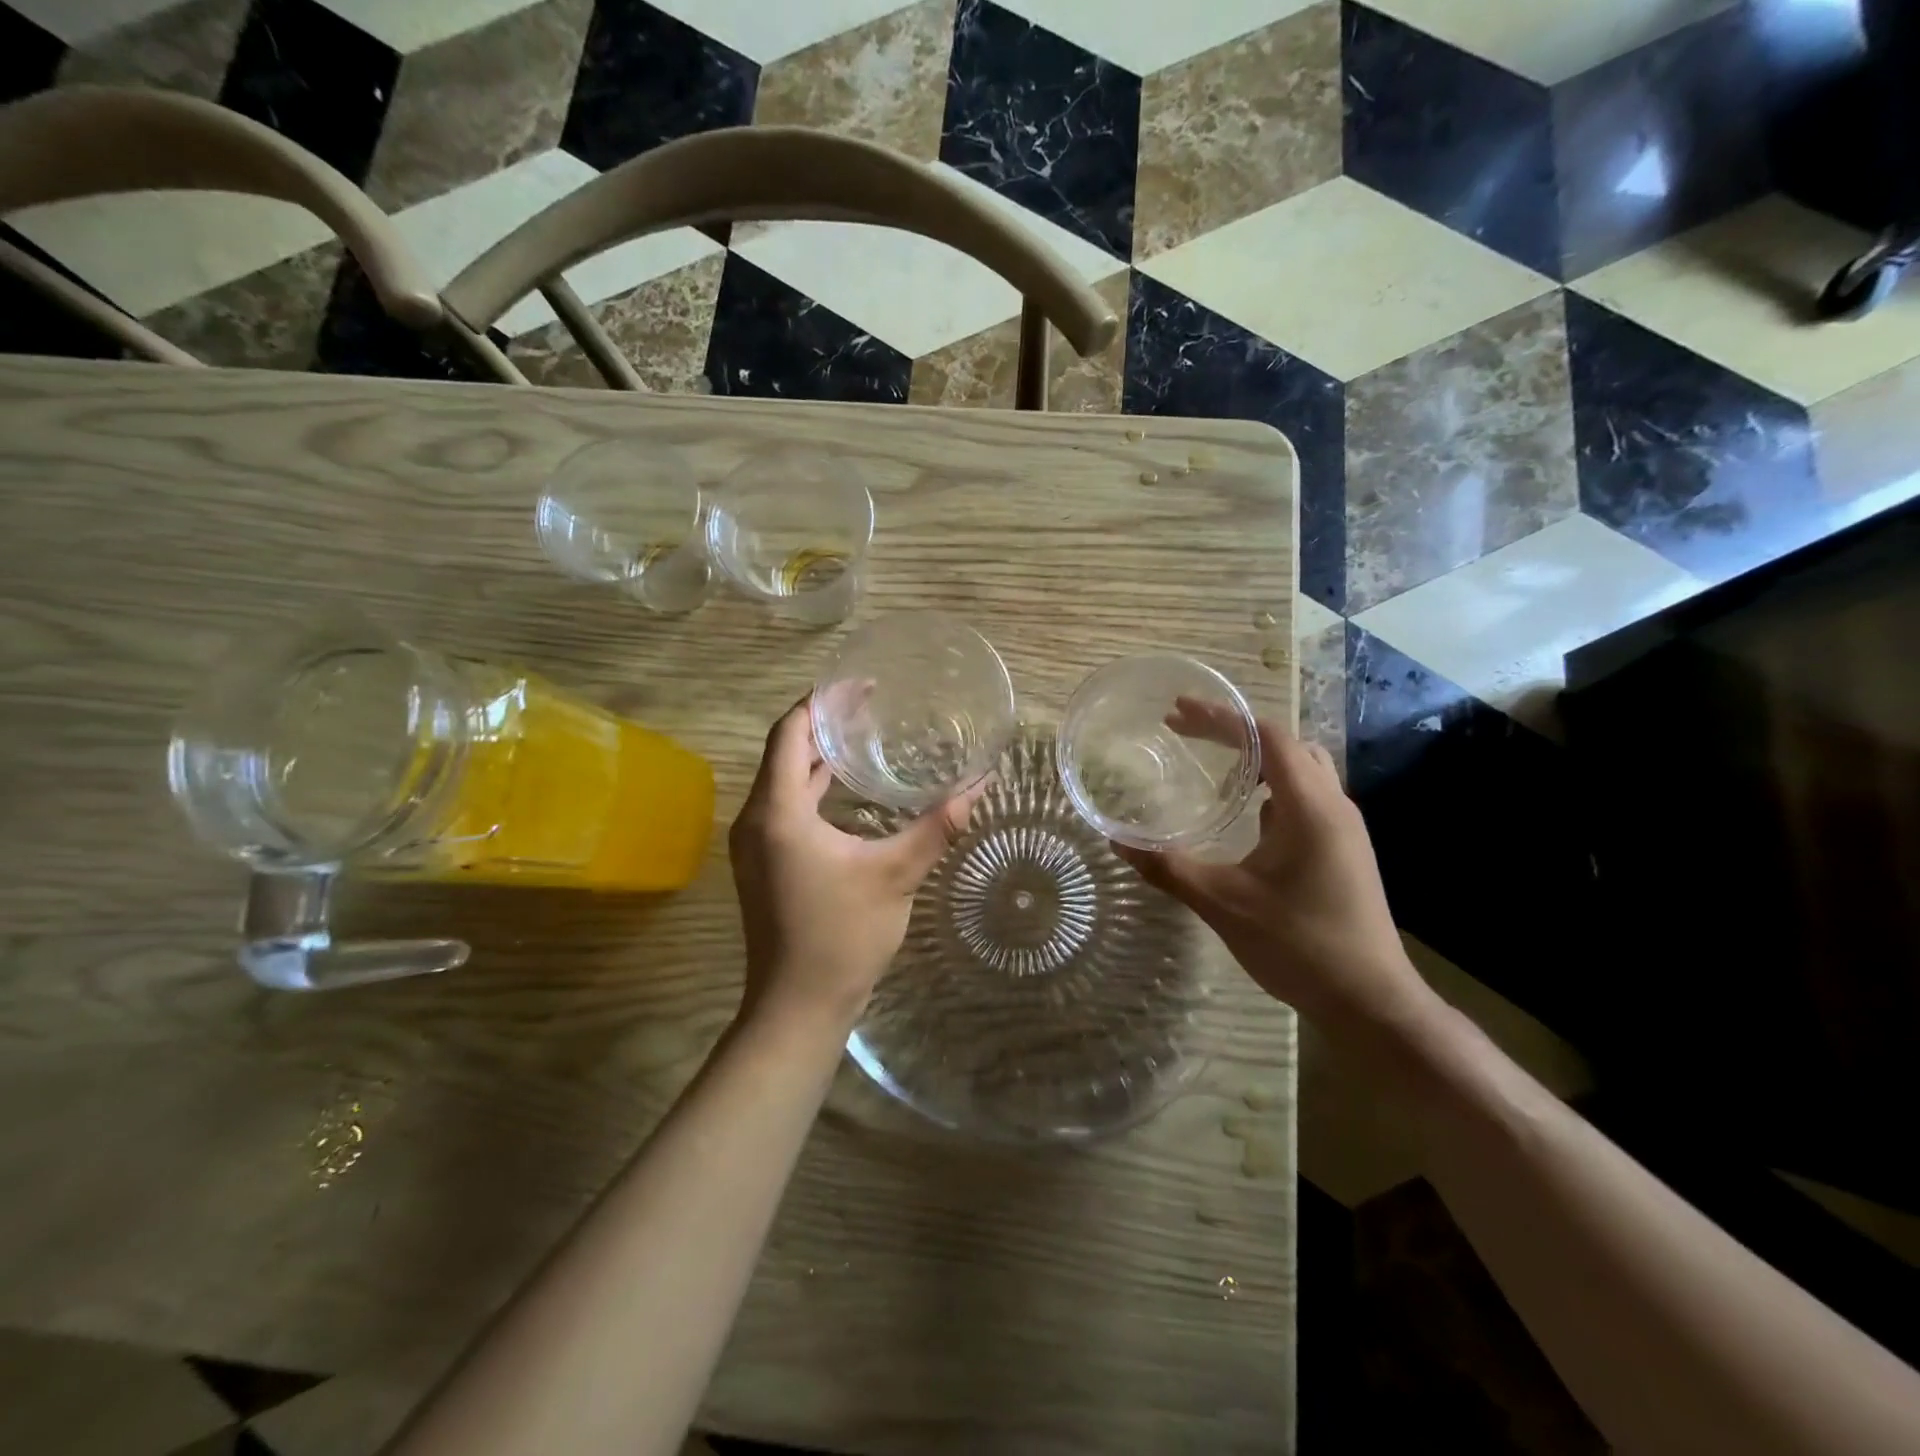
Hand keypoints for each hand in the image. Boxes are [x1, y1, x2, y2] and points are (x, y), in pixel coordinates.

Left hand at [728, 698, 980, 1029]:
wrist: (797, 1007)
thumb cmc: (842, 936)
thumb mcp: (896, 875)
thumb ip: (937, 826)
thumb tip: (979, 784)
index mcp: (777, 811)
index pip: (790, 733)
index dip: (821, 702)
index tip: (860, 684)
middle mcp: (756, 819)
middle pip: (785, 751)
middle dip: (825, 724)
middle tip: (872, 704)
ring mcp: (756, 843)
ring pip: (785, 780)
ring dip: (819, 756)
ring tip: (864, 735)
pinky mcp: (765, 863)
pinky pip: (786, 806)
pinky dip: (814, 787)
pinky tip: (849, 789)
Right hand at [1114, 701, 1428, 1033]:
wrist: (1371, 1003)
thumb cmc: (1300, 946)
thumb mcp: (1224, 903)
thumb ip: (1168, 868)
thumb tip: (1117, 842)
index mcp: (1310, 807)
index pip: (1267, 737)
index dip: (1221, 718)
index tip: (1177, 712)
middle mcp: (1333, 806)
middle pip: (1285, 744)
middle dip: (1234, 732)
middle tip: (1186, 733)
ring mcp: (1344, 829)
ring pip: (1300, 770)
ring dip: (1256, 759)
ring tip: (1212, 765)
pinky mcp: (1343, 851)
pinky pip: (1305, 799)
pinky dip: (1271, 788)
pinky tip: (1244, 814)